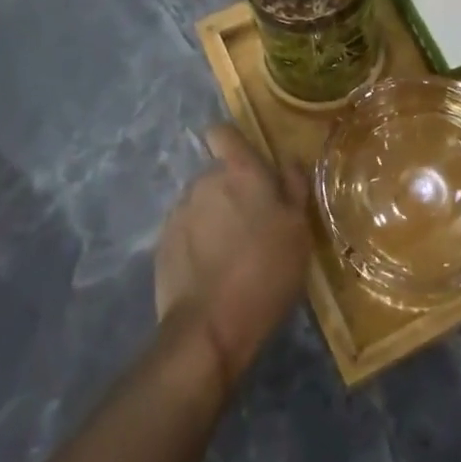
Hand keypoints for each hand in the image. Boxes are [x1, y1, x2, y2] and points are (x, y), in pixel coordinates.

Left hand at [154, 125, 311, 393]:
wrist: (209, 328)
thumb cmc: (265, 272)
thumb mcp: (298, 230)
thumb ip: (293, 187)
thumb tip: (287, 159)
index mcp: (239, 173)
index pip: (223, 133)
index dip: (232, 142)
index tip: (246, 163)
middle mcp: (204, 183)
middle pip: (216, 174)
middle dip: (231, 191)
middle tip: (253, 225)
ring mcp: (179, 213)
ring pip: (201, 203)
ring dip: (213, 217)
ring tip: (231, 254)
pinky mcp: (162, 244)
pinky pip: (185, 231)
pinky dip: (197, 242)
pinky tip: (210, 271)